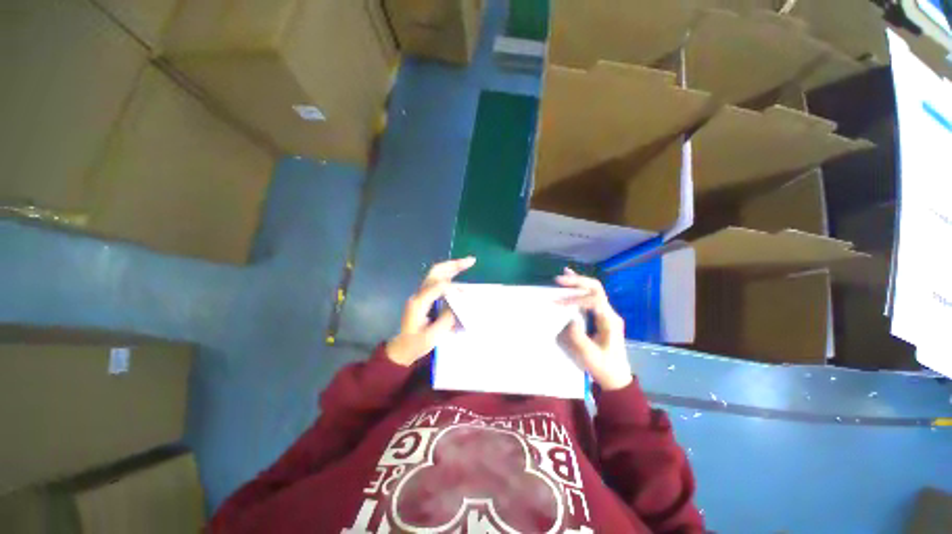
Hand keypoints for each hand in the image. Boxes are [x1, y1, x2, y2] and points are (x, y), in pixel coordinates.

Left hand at [386, 257, 475, 365]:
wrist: (401, 349)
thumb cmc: (415, 344)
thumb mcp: (432, 337)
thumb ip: (446, 319)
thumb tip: (457, 305)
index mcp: (419, 303)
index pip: (437, 286)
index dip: (452, 287)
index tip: (465, 293)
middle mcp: (419, 294)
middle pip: (436, 272)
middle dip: (453, 264)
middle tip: (471, 261)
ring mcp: (421, 294)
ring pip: (436, 273)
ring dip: (452, 267)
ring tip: (468, 263)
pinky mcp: (425, 297)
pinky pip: (438, 281)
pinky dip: (450, 275)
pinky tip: (459, 274)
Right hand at [556, 268, 632, 390]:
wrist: (616, 378)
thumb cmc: (604, 367)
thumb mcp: (589, 355)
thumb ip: (578, 336)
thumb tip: (570, 318)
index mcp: (609, 321)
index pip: (593, 300)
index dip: (575, 298)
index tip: (558, 303)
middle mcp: (609, 313)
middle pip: (595, 289)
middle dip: (577, 282)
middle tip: (559, 280)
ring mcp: (606, 314)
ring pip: (593, 291)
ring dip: (578, 283)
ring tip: (563, 275)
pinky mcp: (601, 317)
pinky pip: (590, 298)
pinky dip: (579, 289)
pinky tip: (571, 283)